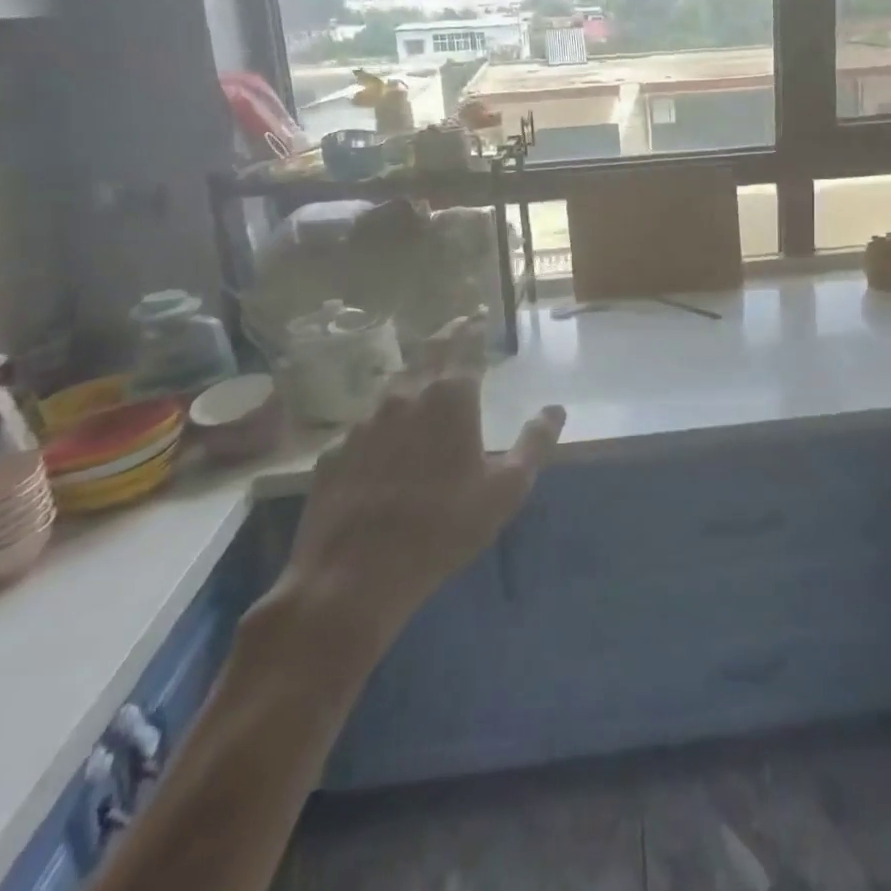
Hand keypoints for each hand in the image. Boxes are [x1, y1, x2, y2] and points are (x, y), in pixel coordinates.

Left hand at [273, 315, 563, 681]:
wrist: (354, 574)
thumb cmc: (444, 527)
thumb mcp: (506, 489)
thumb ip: (534, 443)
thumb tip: (555, 409)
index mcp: (450, 398)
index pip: (465, 347)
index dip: (474, 328)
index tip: (479, 315)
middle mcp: (405, 396)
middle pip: (427, 352)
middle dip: (445, 335)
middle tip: (457, 325)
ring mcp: (363, 422)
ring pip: (393, 383)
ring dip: (413, 371)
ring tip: (424, 372)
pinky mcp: (335, 451)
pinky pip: (365, 422)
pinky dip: (383, 417)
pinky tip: (385, 436)